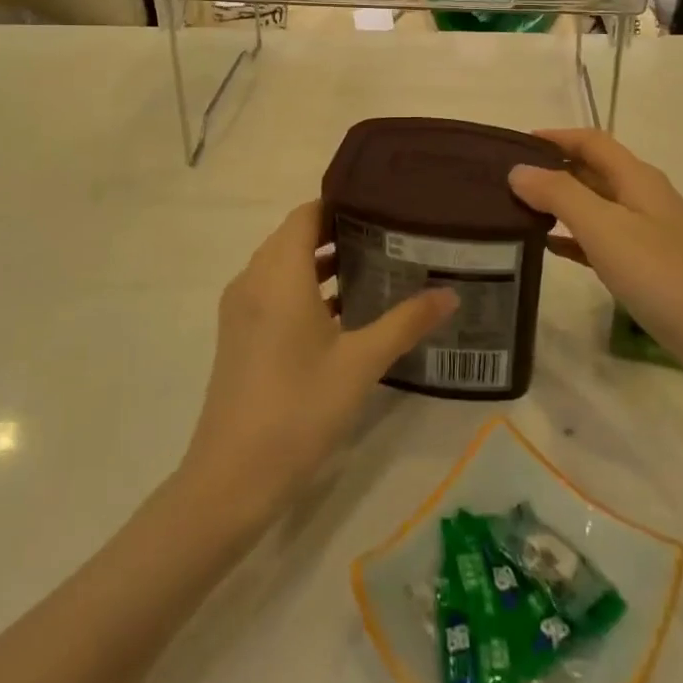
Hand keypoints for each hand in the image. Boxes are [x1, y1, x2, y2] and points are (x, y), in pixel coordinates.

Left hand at [180, 202, 457, 519]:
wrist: (231, 480)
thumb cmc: (298, 410)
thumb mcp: (361, 364)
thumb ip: (406, 322)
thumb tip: (451, 293)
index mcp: (279, 274)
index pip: (307, 214)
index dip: (342, 202)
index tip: (383, 203)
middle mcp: (254, 281)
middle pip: (296, 236)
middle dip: (339, 230)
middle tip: (390, 233)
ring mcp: (242, 310)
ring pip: (284, 265)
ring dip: (322, 261)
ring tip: (376, 264)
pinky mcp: (240, 336)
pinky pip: (274, 291)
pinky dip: (305, 287)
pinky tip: (344, 311)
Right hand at [508, 129, 682, 380]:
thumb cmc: (662, 275)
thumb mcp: (604, 229)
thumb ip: (559, 195)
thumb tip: (518, 170)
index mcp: (636, 178)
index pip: (590, 141)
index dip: (553, 136)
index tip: (510, 146)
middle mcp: (643, 196)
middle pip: (592, 169)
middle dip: (551, 169)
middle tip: (505, 182)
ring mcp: (648, 232)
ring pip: (595, 205)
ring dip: (559, 203)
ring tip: (517, 212)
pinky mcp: (649, 265)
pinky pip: (602, 239)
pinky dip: (574, 236)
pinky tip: (550, 248)